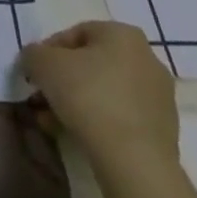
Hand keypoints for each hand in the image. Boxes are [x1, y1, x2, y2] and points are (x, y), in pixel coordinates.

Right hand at [22, 20, 178, 175]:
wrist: (135, 163)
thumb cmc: (88, 96)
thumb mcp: (42, 63)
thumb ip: (33, 54)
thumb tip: (35, 61)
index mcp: (123, 34)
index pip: (75, 34)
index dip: (48, 51)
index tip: (34, 72)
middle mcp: (147, 59)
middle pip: (91, 65)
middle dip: (63, 81)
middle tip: (42, 98)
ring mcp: (159, 97)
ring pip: (105, 92)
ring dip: (76, 103)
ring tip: (52, 121)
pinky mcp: (164, 131)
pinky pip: (121, 117)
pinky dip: (98, 122)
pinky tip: (76, 136)